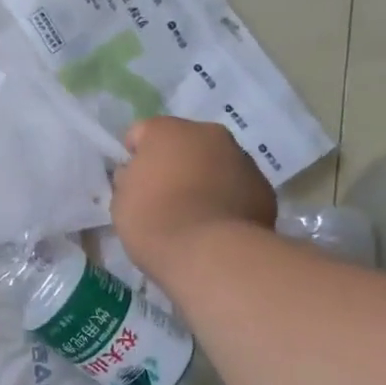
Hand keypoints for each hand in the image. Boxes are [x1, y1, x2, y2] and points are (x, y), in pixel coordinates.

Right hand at [110, 118, 276, 270]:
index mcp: (167, 131)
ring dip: (203, 179)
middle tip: (163, 197)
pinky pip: (237, 187)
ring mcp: (242, 159)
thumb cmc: (154, 220)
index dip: (133, 158)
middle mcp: (208, 134)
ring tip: (193, 214)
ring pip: (215, 163)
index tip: (131, 183)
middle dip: (174, 163)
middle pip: (184, 143)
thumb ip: (129, 178)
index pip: (141, 133)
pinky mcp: (264, 188)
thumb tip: (138, 175)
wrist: (210, 253)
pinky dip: (227, 198)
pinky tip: (216, 225)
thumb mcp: (121, 199)